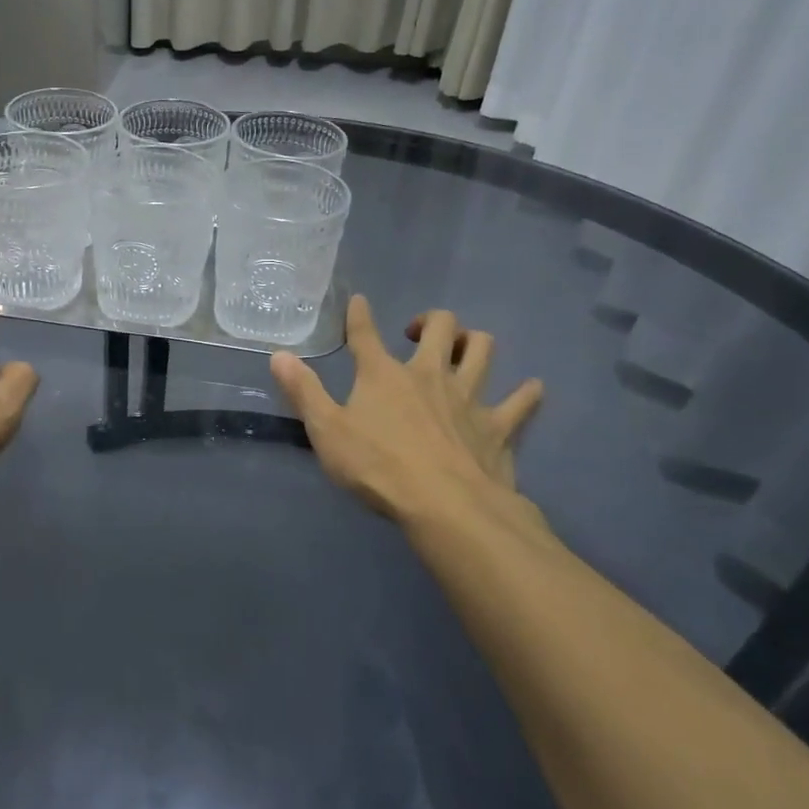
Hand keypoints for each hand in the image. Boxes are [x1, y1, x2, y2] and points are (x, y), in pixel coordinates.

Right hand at [269, 294, 545, 527]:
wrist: (446, 507)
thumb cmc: (378, 468)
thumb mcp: (326, 431)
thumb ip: (303, 392)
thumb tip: (278, 354)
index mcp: (383, 374)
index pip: (364, 333)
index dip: (359, 314)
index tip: (359, 301)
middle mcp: (429, 374)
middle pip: (441, 327)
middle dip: (431, 321)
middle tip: (417, 334)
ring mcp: (469, 397)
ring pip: (483, 350)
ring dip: (475, 342)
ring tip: (465, 349)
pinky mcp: (499, 426)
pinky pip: (521, 401)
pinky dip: (527, 393)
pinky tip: (530, 389)